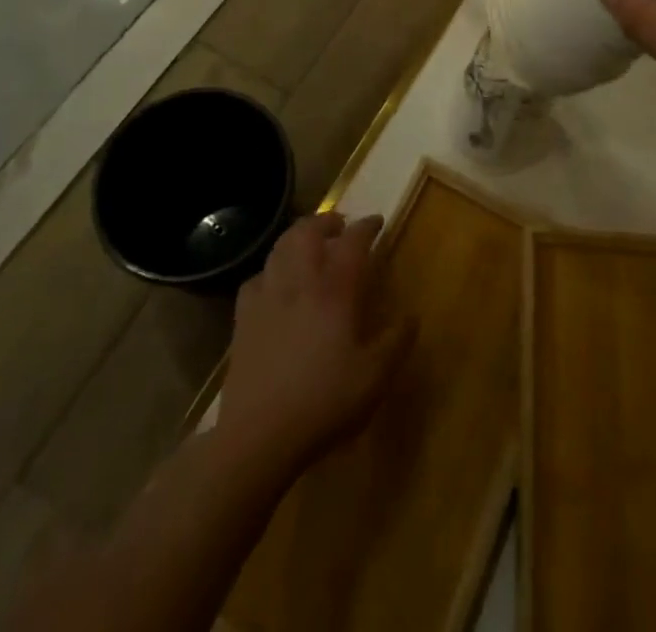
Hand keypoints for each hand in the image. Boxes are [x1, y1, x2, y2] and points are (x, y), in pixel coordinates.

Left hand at [215, 212, 411, 478]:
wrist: (259, 435)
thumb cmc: (324, 401)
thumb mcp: (375, 377)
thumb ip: (396, 343)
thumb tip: (412, 316)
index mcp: (335, 289)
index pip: (353, 241)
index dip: (366, 227)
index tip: (376, 222)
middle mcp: (300, 281)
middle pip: (308, 231)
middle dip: (326, 220)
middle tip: (339, 225)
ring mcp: (267, 297)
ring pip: (280, 247)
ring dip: (297, 236)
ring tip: (308, 244)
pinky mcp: (243, 318)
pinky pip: (256, 278)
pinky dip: (270, 271)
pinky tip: (275, 284)